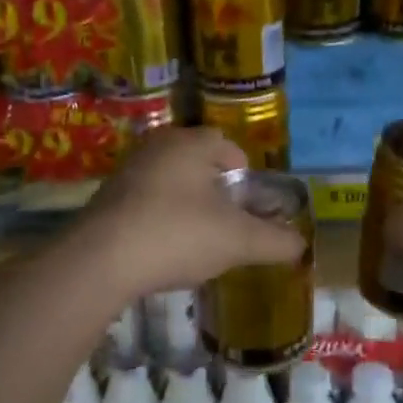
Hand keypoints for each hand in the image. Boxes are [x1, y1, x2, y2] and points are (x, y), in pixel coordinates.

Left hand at [71, 128, 305, 299]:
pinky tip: (163, 248)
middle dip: (216, 191)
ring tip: (197, 240)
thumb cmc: (177, 235)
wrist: (101, 260)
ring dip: (188, 204)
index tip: (248, 208)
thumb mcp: (237, 241)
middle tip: (226, 224)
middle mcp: (157, 146)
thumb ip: (274, 241)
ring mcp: (128, 170)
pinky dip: (161, 217)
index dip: (245, 175)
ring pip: (171, 181)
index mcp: (189, 143)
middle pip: (198, 162)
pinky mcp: (107, 197)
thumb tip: (300, 245)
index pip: (227, 146)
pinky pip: (146, 200)